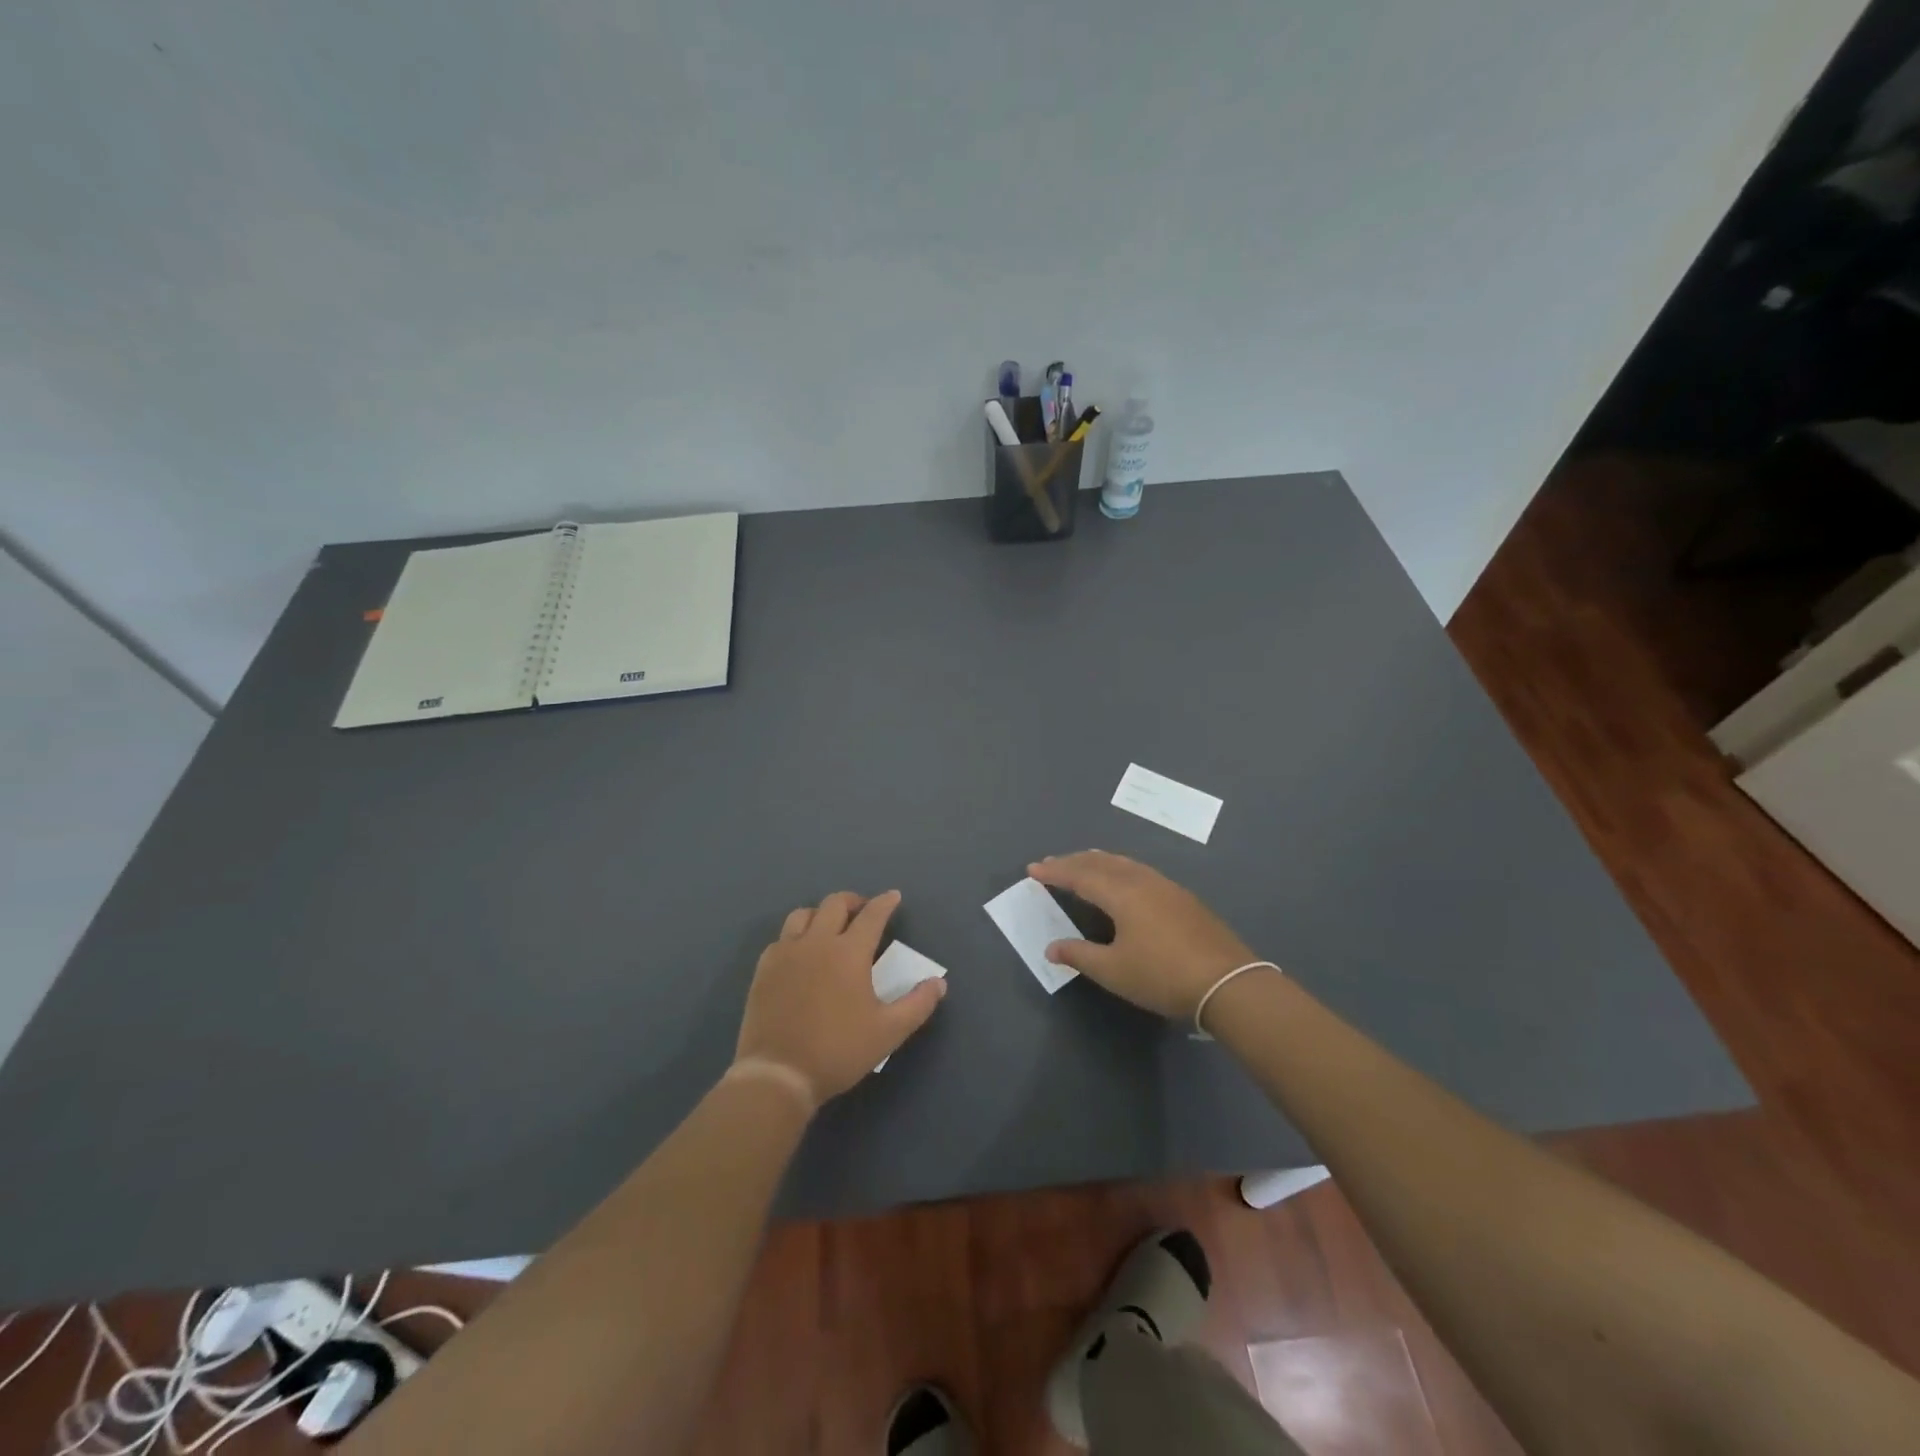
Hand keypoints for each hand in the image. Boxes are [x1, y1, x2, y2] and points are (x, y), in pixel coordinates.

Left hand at [733, 890, 946, 1105]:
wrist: (779, 1074)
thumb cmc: (838, 1050)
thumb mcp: (889, 1032)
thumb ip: (918, 1004)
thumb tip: (938, 982)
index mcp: (849, 952)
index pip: (872, 915)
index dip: (885, 903)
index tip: (893, 897)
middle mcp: (817, 942)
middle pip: (835, 904)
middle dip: (853, 901)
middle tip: (863, 911)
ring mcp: (786, 953)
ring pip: (803, 914)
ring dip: (821, 914)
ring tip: (830, 927)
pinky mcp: (764, 969)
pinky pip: (781, 938)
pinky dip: (796, 936)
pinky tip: (801, 953)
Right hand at [1027, 852, 1258, 1019]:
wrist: (1228, 983)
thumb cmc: (1162, 976)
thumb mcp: (1114, 971)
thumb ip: (1079, 955)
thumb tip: (1051, 947)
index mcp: (1121, 893)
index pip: (1080, 875)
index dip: (1055, 872)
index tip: (1033, 869)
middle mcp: (1142, 880)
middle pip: (1101, 862)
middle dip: (1073, 862)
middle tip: (1052, 863)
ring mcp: (1166, 886)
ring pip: (1124, 863)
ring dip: (1098, 861)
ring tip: (1083, 864)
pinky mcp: (1182, 898)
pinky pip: (1139, 871)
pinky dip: (1119, 869)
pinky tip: (1122, 881)